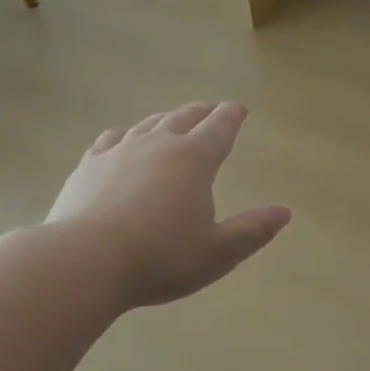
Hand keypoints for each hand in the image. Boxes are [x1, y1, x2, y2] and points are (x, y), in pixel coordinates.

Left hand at [47, 101, 290, 307]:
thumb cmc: (161, 258)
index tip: (239, 109)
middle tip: (211, 110)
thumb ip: (252, 230)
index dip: (232, 116)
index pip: (219, 128)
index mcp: (194, 160)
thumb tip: (284, 212)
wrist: (85, 262)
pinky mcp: (88, 166)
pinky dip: (125, 136)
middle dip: (202, 112)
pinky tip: (121, 142)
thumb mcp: (218, 252)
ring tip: (171, 122)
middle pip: (184, 118)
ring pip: (148, 124)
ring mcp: (118, 151)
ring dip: (165, 120)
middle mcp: (158, 144)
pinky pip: (111, 140)